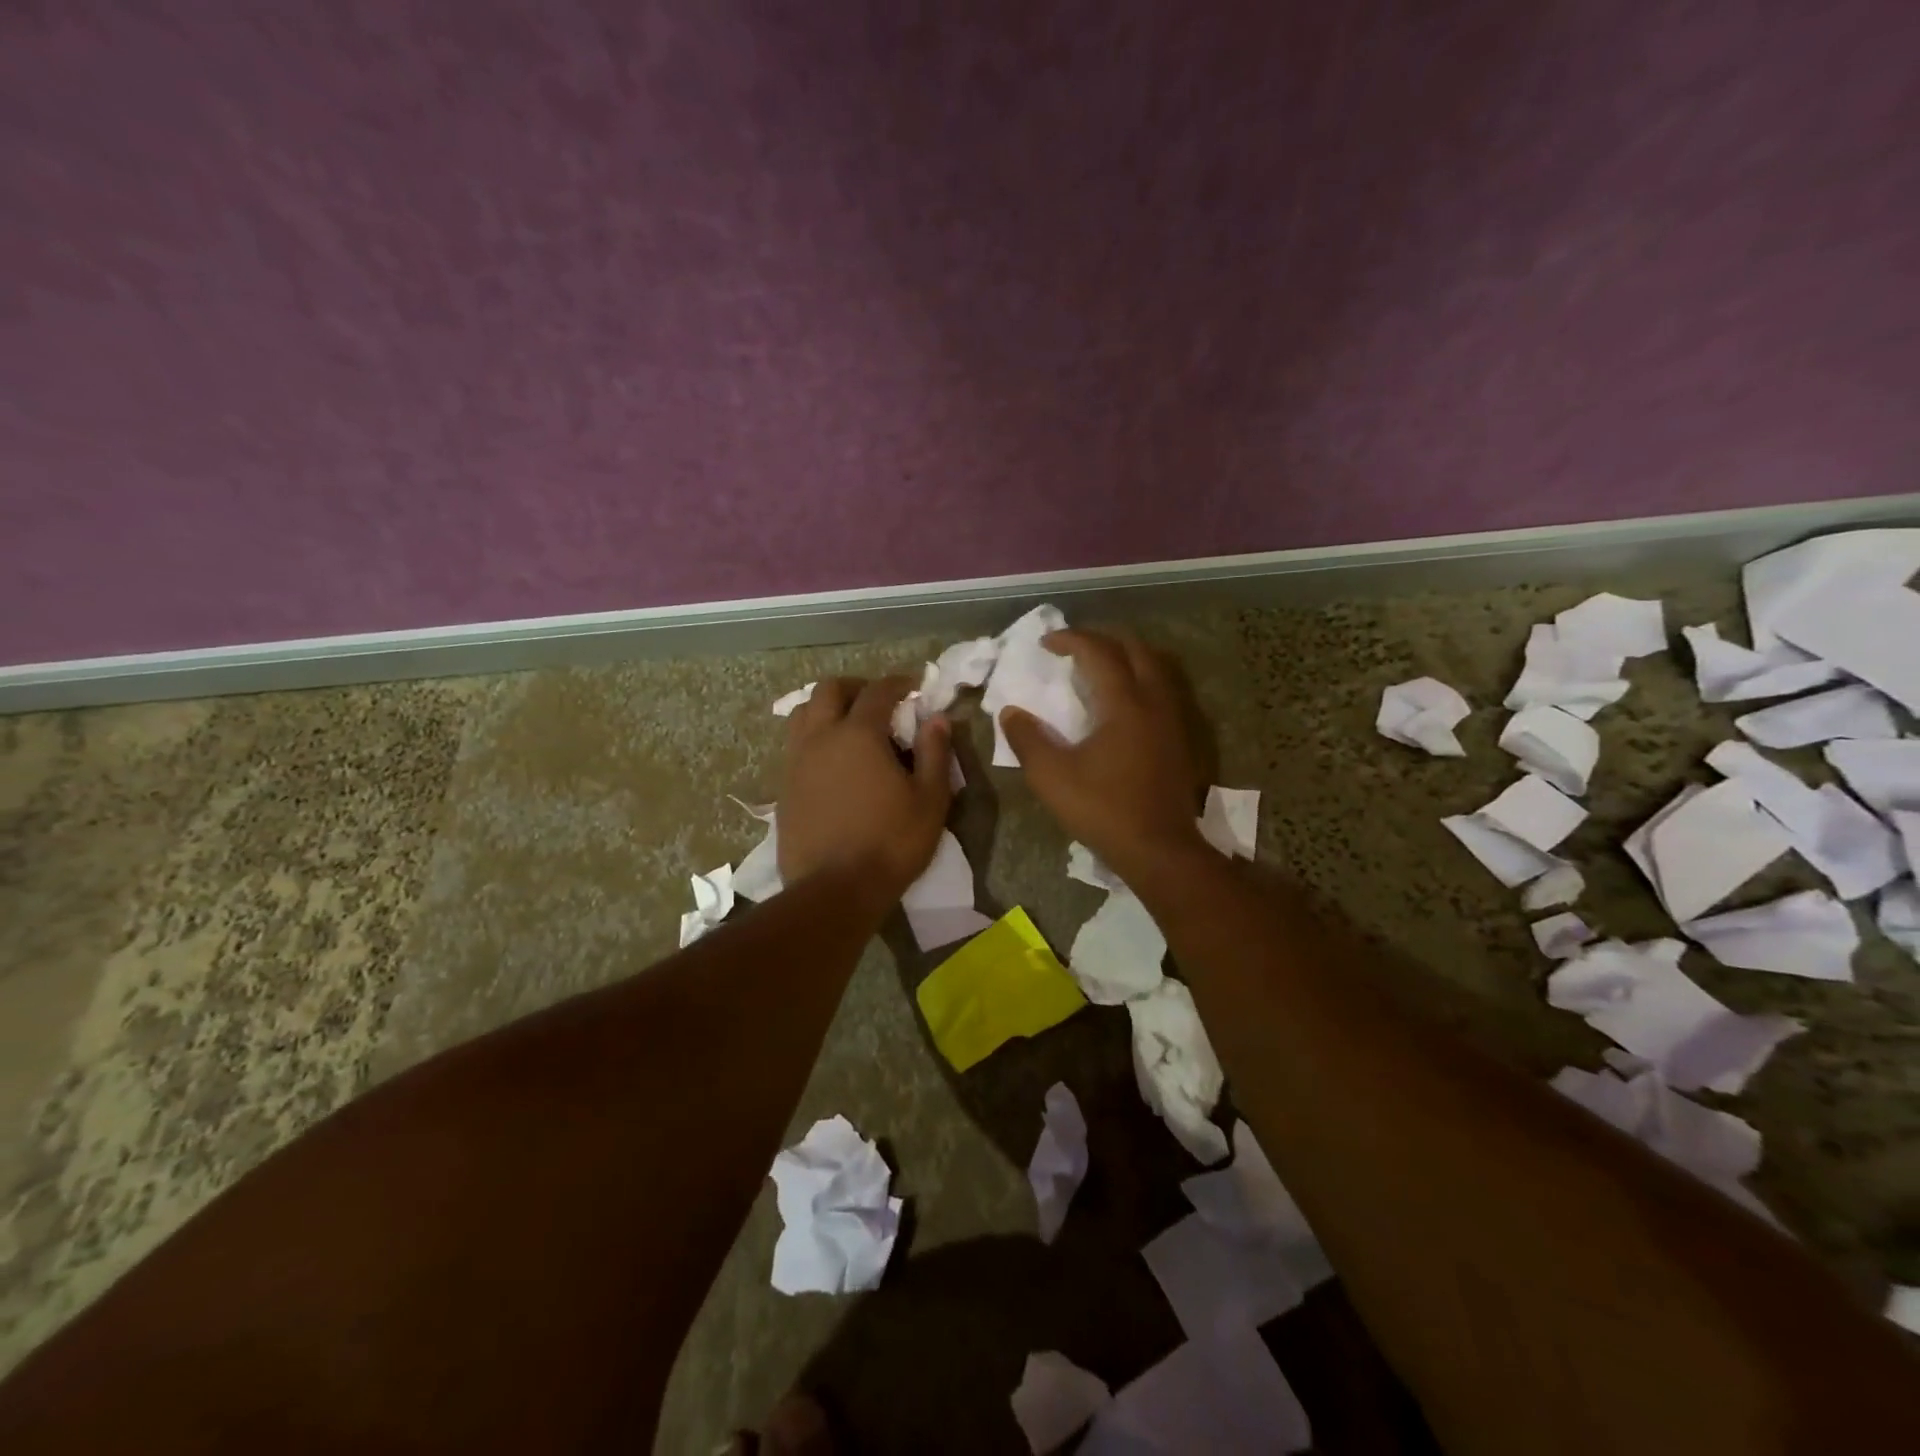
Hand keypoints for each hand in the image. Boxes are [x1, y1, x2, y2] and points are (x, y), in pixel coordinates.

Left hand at [778, 676, 952, 901]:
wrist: (834, 890)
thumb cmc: (891, 843)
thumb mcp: (930, 800)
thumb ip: (935, 753)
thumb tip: (938, 719)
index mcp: (858, 734)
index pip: (878, 691)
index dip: (898, 683)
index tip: (914, 686)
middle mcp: (820, 738)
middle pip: (829, 690)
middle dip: (856, 687)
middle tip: (879, 702)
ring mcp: (796, 762)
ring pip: (803, 714)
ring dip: (827, 709)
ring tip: (849, 727)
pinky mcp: (783, 788)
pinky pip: (795, 746)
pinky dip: (814, 739)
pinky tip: (832, 763)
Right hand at [998, 630, 1207, 879]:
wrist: (1159, 849)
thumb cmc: (1103, 810)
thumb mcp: (1051, 777)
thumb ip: (1027, 739)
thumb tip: (1010, 712)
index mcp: (1123, 704)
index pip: (1098, 652)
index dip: (1071, 640)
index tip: (1046, 643)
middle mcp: (1153, 701)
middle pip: (1134, 649)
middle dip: (1102, 639)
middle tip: (1074, 648)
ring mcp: (1172, 719)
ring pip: (1154, 667)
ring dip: (1125, 657)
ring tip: (1098, 668)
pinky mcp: (1179, 739)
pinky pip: (1161, 690)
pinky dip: (1139, 679)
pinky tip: (1121, 703)